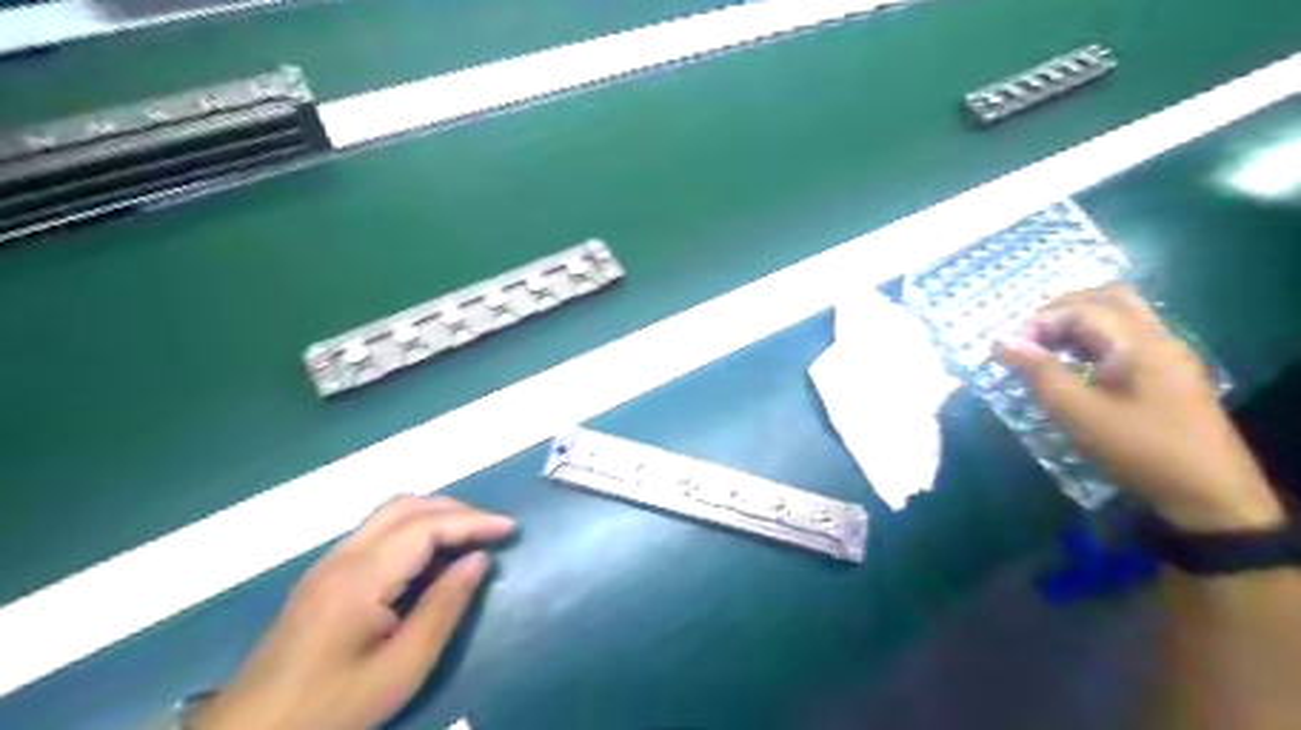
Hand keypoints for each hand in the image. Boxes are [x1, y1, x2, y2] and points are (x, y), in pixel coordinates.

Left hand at [192, 495, 512, 729]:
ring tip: (469, 537)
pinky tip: (430, 555)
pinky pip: (377, 531)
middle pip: (406, 506)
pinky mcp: (322, 576)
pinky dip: (414, 528)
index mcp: (361, 578)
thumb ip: (445, 608)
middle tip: (492, 530)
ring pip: (389, 513)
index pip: (426, 526)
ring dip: (435, 514)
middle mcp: (342, 557)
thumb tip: (480, 559)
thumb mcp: (402, 669)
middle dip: (457, 510)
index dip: (473, 521)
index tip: (510, 529)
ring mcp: (327, 564)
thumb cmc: (332, 709)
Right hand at [999, 288, 1276, 533]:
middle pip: (1107, 299)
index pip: (1082, 309)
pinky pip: (1126, 339)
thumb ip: (1039, 372)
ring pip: (1118, 317)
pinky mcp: (1168, 374)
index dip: (1040, 321)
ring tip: (1043, 352)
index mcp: (1140, 343)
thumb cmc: (1139, 451)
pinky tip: (1074, 367)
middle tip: (1028, 337)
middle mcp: (1159, 339)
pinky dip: (1093, 341)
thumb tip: (1001, 341)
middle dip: (1061, 311)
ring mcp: (1168, 356)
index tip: (1009, 347)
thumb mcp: (1078, 413)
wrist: (1210, 496)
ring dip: (1077, 325)